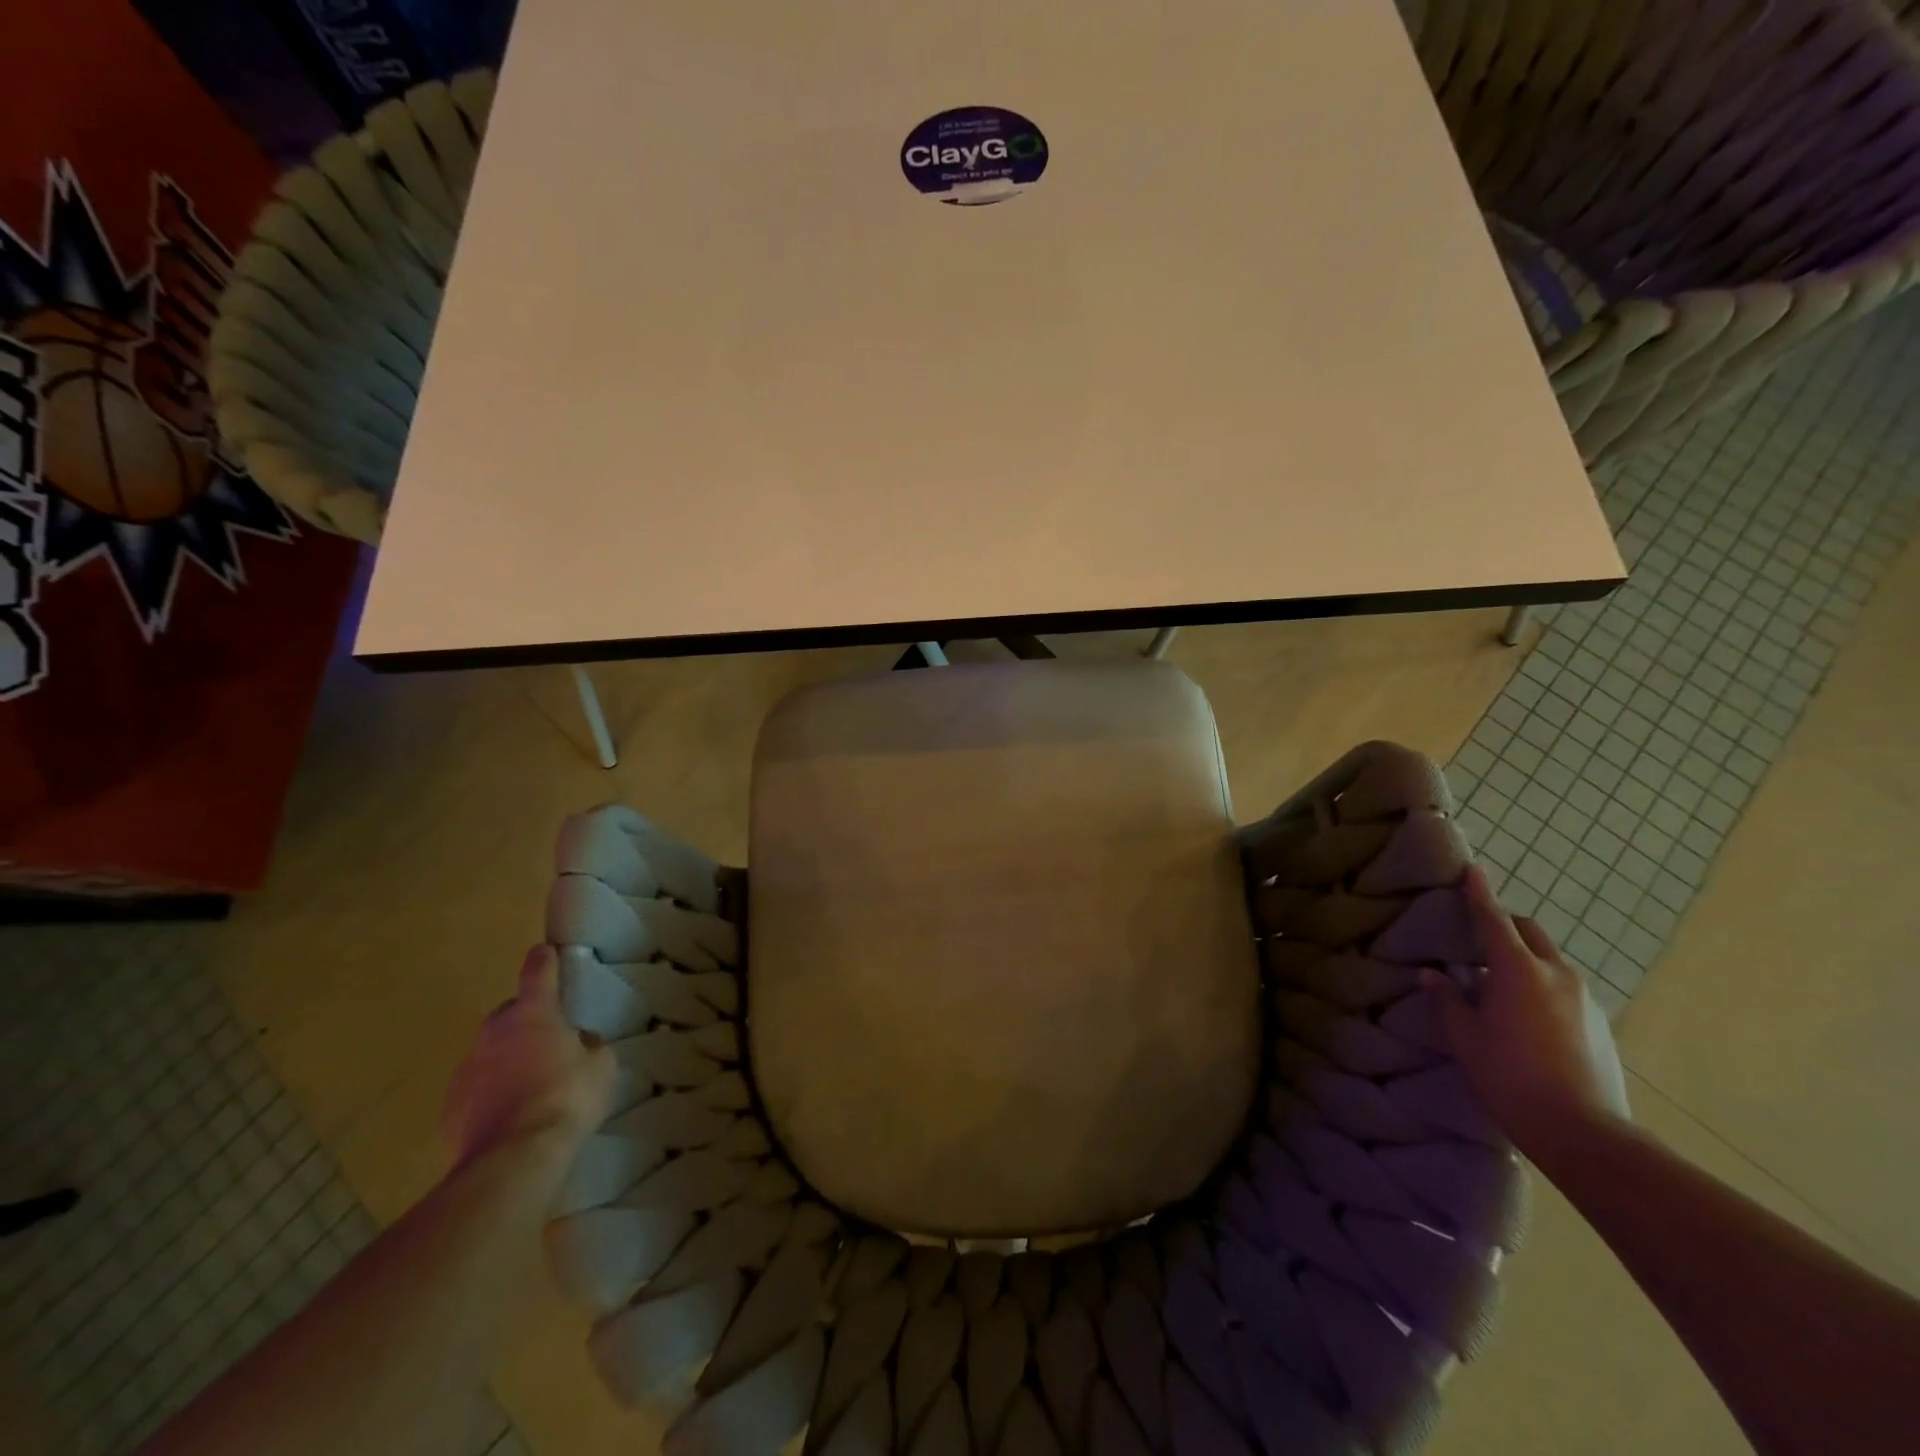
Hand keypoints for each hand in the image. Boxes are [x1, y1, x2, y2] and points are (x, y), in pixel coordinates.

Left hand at [441, 946, 616, 1168]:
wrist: (513, 1159)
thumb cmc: (567, 1098)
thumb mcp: (601, 1066)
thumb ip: (589, 1045)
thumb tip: (578, 1042)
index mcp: (533, 1014)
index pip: (537, 973)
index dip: (543, 960)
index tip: (544, 951)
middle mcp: (493, 1033)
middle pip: (508, 1014)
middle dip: (524, 1021)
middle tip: (547, 1042)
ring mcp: (466, 1070)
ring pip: (489, 1054)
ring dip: (506, 1061)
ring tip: (530, 1088)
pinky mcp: (450, 1108)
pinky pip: (476, 1091)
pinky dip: (490, 1096)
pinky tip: (510, 1118)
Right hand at [1422, 865, 1631, 1157]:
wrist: (1586, 1134)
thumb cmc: (1511, 1078)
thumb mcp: (1466, 1038)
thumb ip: (1447, 1000)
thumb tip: (1433, 975)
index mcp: (1519, 971)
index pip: (1495, 920)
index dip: (1480, 894)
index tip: (1473, 869)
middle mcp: (1558, 975)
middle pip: (1530, 932)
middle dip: (1506, 925)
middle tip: (1478, 938)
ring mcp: (1585, 1000)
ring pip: (1549, 961)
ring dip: (1523, 958)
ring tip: (1497, 985)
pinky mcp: (1599, 1024)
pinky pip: (1564, 988)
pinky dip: (1541, 985)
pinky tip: (1525, 1018)